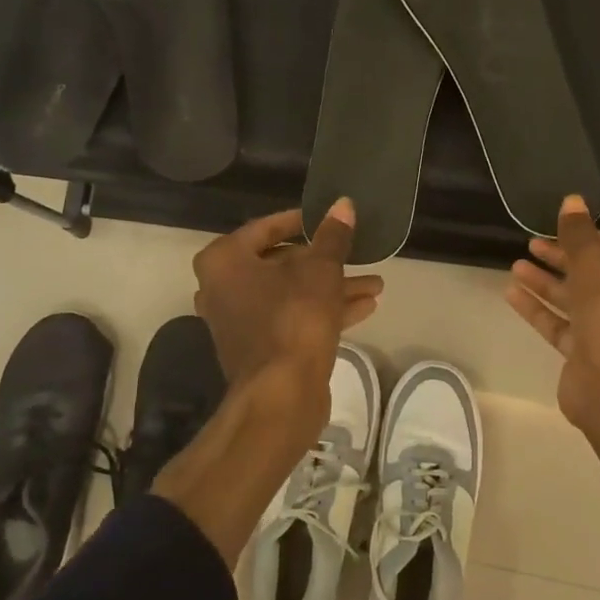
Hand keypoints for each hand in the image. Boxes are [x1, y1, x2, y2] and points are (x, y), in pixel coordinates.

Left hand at [192, 199, 383, 411]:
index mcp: (225, 261)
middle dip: (325, 262)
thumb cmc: (294, 319)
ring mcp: (240, 321)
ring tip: (375, 284)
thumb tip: (344, 204)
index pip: (265, 228)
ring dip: (332, 288)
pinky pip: (293, 319)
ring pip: (292, 294)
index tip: (329, 220)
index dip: (302, 222)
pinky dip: (324, 311)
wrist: (280, 395)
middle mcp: (224, 288)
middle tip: (357, 254)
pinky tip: (365, 307)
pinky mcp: (260, 348)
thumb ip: (333, 237)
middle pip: (281, 264)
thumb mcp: (321, 270)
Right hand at [504, 195, 599, 430]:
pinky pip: (562, 328)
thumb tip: (571, 199)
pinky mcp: (588, 359)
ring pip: (577, 303)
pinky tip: (512, 293)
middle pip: (597, 277)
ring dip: (547, 283)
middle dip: (564, 260)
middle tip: (532, 244)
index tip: (559, 227)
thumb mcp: (597, 262)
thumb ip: (580, 233)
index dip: (589, 238)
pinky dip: (540, 310)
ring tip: (516, 265)